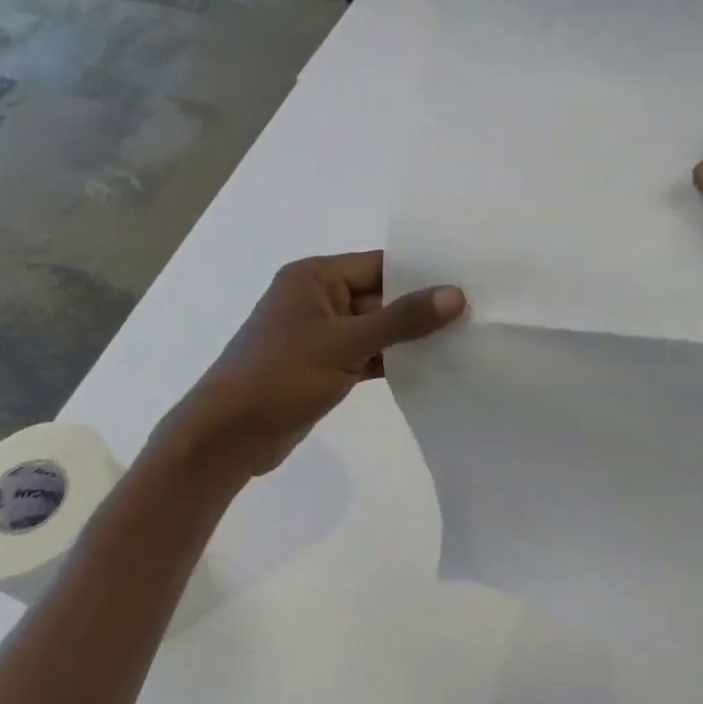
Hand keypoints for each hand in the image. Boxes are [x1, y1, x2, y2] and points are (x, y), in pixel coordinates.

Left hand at [150, 252, 465, 477]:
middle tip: (476, 315)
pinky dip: (394, 362)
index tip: (468, 282)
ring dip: (410, 339)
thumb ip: (402, 319)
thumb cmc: (280, 377)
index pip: (380, 265)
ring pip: (377, 330)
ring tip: (464, 341)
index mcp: (314, 277)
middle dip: (422, 309)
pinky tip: (432, 369)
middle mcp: (318, 299)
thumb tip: (456, 295)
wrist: (226, 438)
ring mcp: (321, 336)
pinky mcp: (324, 368)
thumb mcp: (344, 344)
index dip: (422, 274)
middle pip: (381, 297)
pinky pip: (368, 356)